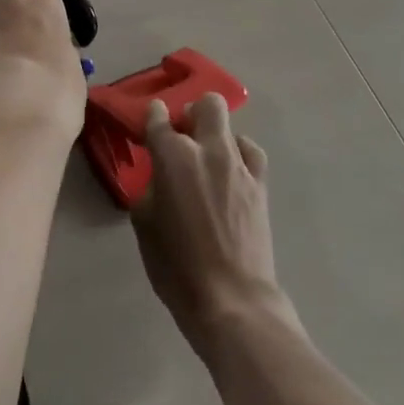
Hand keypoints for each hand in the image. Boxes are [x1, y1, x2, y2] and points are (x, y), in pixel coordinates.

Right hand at [131, 93, 298, 362]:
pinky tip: (231, 172)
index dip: (154, 115)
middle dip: (192, 112)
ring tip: (207, 159)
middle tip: (182, 133)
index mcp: (173, 156)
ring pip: (230, 125)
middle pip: (206, 105)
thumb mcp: (144, 223)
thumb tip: (160, 175)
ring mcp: (239, 164)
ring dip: (215, 134)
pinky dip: (239, 154)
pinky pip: (250, 152)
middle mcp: (207, 149)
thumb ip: (150, 187)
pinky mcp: (260, 184)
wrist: (232, 299)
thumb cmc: (176, 265)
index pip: (159, 118)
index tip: (152, 119)